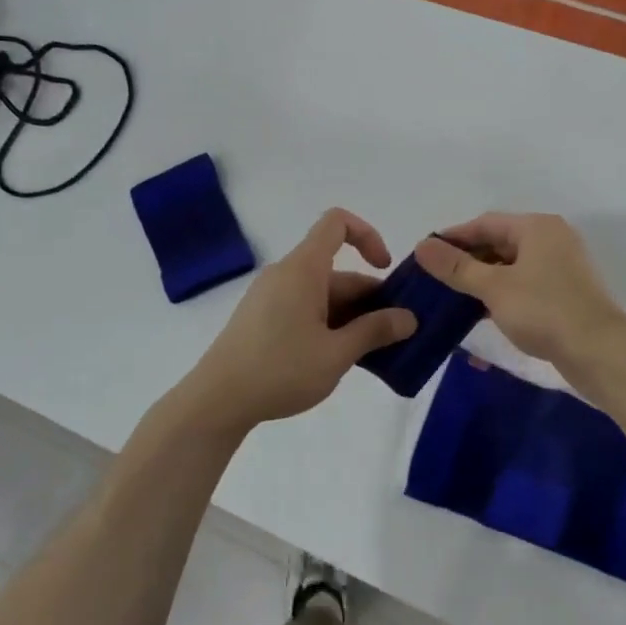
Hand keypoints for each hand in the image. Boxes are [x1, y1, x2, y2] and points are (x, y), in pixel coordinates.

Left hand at [188, 208, 417, 429]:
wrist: (216, 401)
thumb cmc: (280, 370)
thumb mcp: (336, 354)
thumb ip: (375, 331)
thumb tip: (409, 318)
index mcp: (303, 269)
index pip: (337, 223)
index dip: (368, 235)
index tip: (385, 270)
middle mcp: (285, 274)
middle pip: (336, 270)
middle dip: (369, 298)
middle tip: (395, 335)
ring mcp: (270, 297)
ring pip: (322, 294)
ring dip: (351, 316)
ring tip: (371, 354)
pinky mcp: (261, 318)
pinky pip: (304, 308)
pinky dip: (328, 324)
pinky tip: (338, 359)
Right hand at [414, 213, 625, 367]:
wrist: (600, 353)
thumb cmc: (544, 310)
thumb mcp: (494, 287)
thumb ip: (456, 267)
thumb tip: (422, 245)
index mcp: (536, 227)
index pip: (484, 223)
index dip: (452, 238)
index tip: (424, 255)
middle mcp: (551, 240)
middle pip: (498, 244)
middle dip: (466, 262)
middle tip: (434, 280)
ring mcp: (561, 268)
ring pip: (510, 268)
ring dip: (482, 282)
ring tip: (451, 300)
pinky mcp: (565, 295)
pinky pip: (524, 287)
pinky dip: (501, 297)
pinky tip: (481, 316)